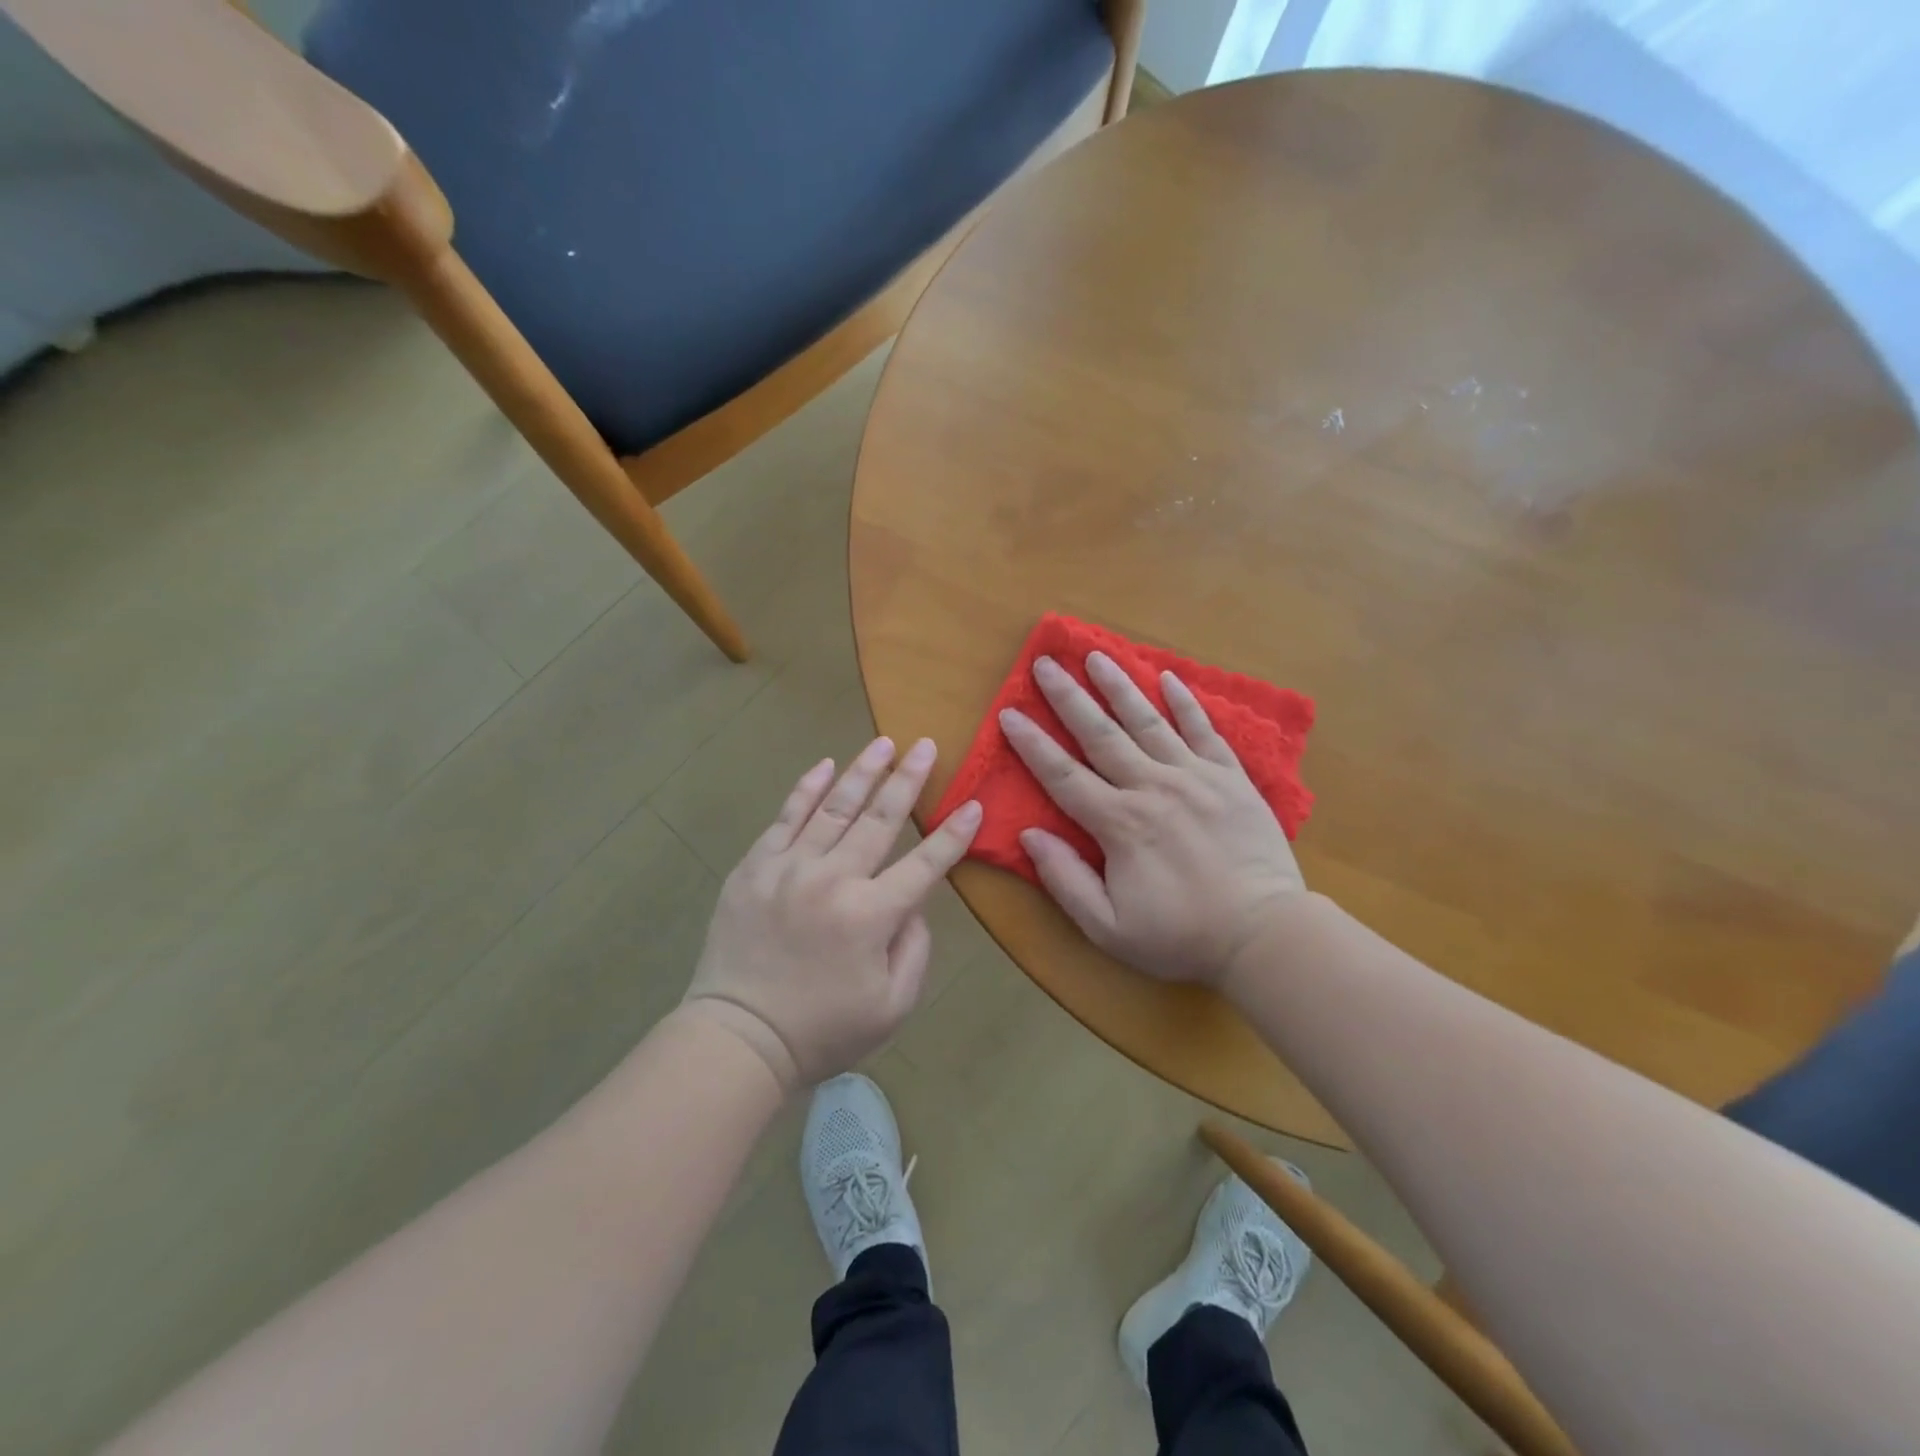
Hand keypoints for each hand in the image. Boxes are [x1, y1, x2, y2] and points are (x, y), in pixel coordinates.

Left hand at [682, 737, 981, 1092]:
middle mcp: (834, 879)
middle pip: (880, 818)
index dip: (953, 834)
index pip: (925, 864)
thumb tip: (913, 903)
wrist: (739, 1037)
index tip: (973, 804)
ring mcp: (789, 867)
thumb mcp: (892, 1006)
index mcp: (872, 915)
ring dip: (862, 772)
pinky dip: (806, 789)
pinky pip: (786, 817)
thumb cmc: (823, 1030)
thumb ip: (915, 949)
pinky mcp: (755, 867)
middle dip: (908, 780)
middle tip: (925, 745)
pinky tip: (824, 766)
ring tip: (884, 744)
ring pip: (834, 807)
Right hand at [999, 652, 1304, 989]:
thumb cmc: (1181, 936)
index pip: (1063, 775)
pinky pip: (1203, 731)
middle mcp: (1151, 787)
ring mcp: (1194, 777)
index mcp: (1118, 823)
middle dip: (1068, 697)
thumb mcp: (1108, 928)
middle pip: (1100, 734)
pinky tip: (1167, 678)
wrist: (1265, 935)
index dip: (1032, 744)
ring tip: (1097, 654)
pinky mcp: (1230, 778)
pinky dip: (1185, 703)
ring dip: (1119, 686)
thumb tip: (1030, 834)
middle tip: (1045, 663)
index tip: (1009, 713)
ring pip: (1148, 721)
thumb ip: (1065, 879)